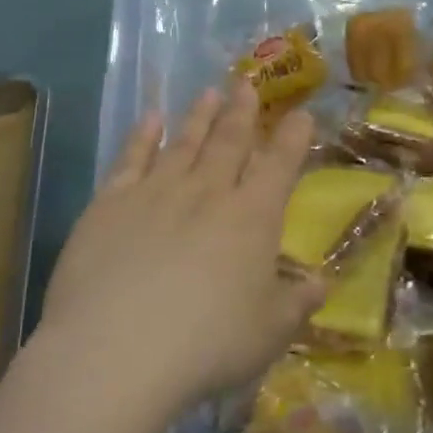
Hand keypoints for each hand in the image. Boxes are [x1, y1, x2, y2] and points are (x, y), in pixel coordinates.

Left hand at [36, 82, 321, 415]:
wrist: (117, 349)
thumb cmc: (207, 345)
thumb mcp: (269, 333)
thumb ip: (297, 303)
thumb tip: (321, 283)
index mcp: (251, 218)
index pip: (279, 166)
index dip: (292, 138)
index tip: (300, 113)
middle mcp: (207, 192)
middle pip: (229, 142)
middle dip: (242, 112)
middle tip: (246, 83)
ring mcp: (155, 192)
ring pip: (184, 143)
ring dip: (199, 117)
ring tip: (209, 93)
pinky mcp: (110, 202)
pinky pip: (131, 158)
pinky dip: (142, 135)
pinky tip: (150, 118)